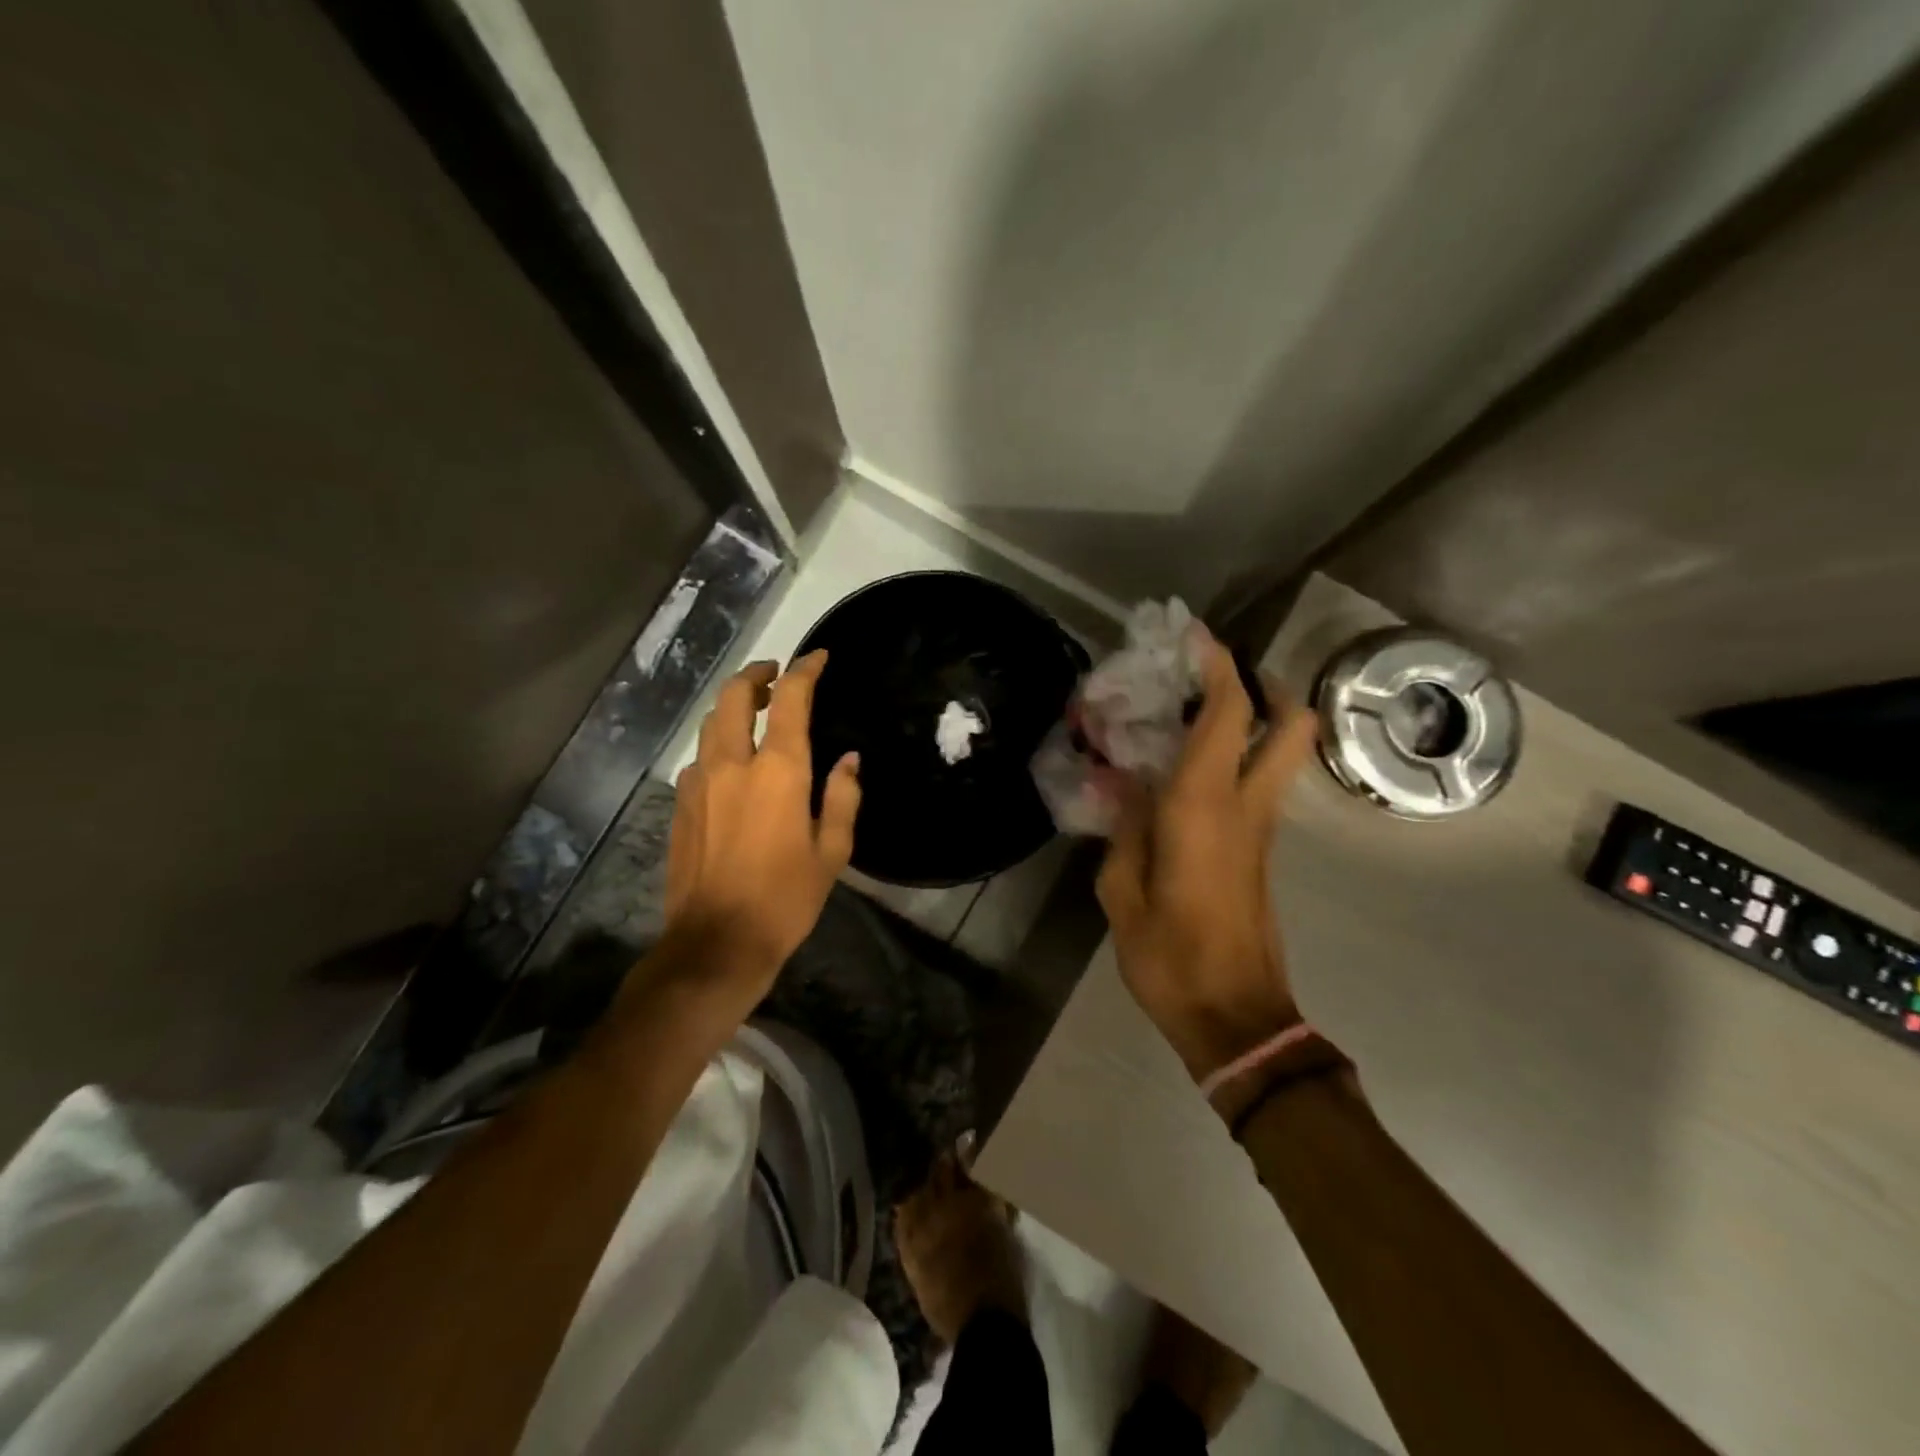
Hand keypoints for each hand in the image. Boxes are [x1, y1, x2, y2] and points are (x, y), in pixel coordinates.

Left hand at [657, 651, 860, 1015]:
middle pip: (733, 696)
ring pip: (710, 724)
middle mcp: (732, 764)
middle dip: (755, 676)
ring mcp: (698, 783)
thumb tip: (849, 760)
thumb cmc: (786, 898)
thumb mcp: (832, 852)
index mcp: (778, 771)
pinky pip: (699, 758)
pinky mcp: (679, 805)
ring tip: (754, 713)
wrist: (716, 943)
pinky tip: (733, 765)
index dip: (804, 670)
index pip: (790, 699)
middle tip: (775, 675)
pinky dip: (718, 745)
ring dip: (732, 708)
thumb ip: (842, 796)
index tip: (818, 657)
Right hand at [1096, 638, 1319, 1082]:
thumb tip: (1130, 789)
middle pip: (1291, 725)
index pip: (1227, 716)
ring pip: (1281, 754)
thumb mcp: (1122, 895)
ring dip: (1253, 721)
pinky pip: (1258, 785)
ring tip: (1193, 716)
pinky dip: (1237, 759)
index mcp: (1203, 809)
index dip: (1218, 667)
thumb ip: (1125, 832)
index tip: (1196, 637)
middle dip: (1268, 686)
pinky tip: (1187, 773)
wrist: (1237, 1020)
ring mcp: (1262, 830)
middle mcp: (1246, 807)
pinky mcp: (1262, 852)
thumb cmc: (1170, 958)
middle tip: (1220, 677)